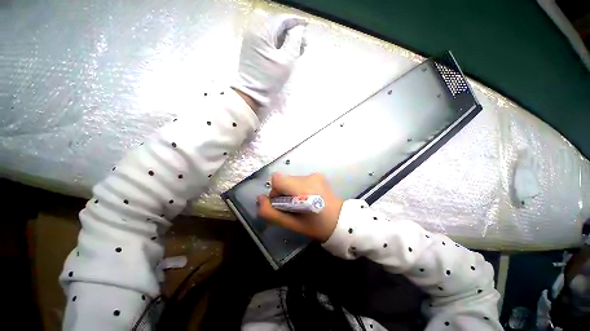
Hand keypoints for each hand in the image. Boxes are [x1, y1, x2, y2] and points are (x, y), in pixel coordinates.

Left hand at [233, 14, 306, 106]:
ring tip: (298, 50)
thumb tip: (299, 30)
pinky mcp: (253, 51)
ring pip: (274, 35)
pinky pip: (269, 43)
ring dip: (287, 40)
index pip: (282, 20)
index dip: (296, 22)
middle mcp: (255, 32)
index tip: (307, 26)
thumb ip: (294, 42)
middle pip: (277, 26)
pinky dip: (279, 46)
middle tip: (304, 43)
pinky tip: (288, 53)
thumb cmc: (269, 79)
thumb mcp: (286, 61)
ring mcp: (253, 42)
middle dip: (292, 32)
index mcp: (261, 32)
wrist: (252, 95)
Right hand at [257, 173, 343, 241]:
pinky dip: (299, 188)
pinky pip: (300, 180)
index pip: (277, 179)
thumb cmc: (316, 226)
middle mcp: (309, 177)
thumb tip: (260, 199)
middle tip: (292, 206)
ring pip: (291, 180)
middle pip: (284, 179)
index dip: (275, 192)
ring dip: (291, 190)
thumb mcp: (291, 224)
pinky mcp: (318, 175)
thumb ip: (271, 213)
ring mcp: (315, 175)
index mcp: (303, 189)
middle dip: (283, 192)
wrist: (341, 221)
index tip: (282, 203)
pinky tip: (308, 198)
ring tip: (302, 203)